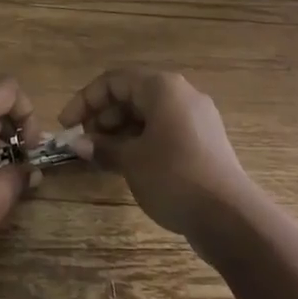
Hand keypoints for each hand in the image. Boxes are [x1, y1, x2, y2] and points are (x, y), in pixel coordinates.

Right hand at [60, 70, 257, 240]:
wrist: (231, 217)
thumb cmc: (174, 176)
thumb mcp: (132, 161)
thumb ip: (103, 147)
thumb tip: (77, 144)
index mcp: (162, 86)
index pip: (114, 80)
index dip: (85, 100)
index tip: (66, 125)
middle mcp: (181, 94)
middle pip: (132, 95)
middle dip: (103, 117)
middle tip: (84, 144)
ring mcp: (196, 118)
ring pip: (148, 115)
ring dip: (121, 132)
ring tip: (102, 157)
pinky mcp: (204, 142)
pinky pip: (164, 131)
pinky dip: (142, 142)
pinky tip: (128, 166)